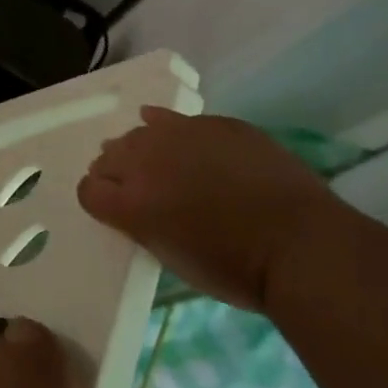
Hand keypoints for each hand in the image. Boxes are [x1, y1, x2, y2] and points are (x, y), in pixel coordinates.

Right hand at [78, 109, 344, 312]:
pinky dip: (168, 127)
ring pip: (139, 132)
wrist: (300, 245)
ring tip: (160, 163)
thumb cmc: (234, 269)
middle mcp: (144, 161)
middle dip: (116, 171)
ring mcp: (180, 135)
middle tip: (138, 190)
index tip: (113, 210)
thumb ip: (141, 225)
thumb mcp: (171, 257)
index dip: (98, 199)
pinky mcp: (214, 123)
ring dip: (142, 148)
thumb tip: (133, 206)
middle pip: (108, 155)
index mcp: (130, 203)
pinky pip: (176, 118)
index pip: (88, 190)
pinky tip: (174, 134)